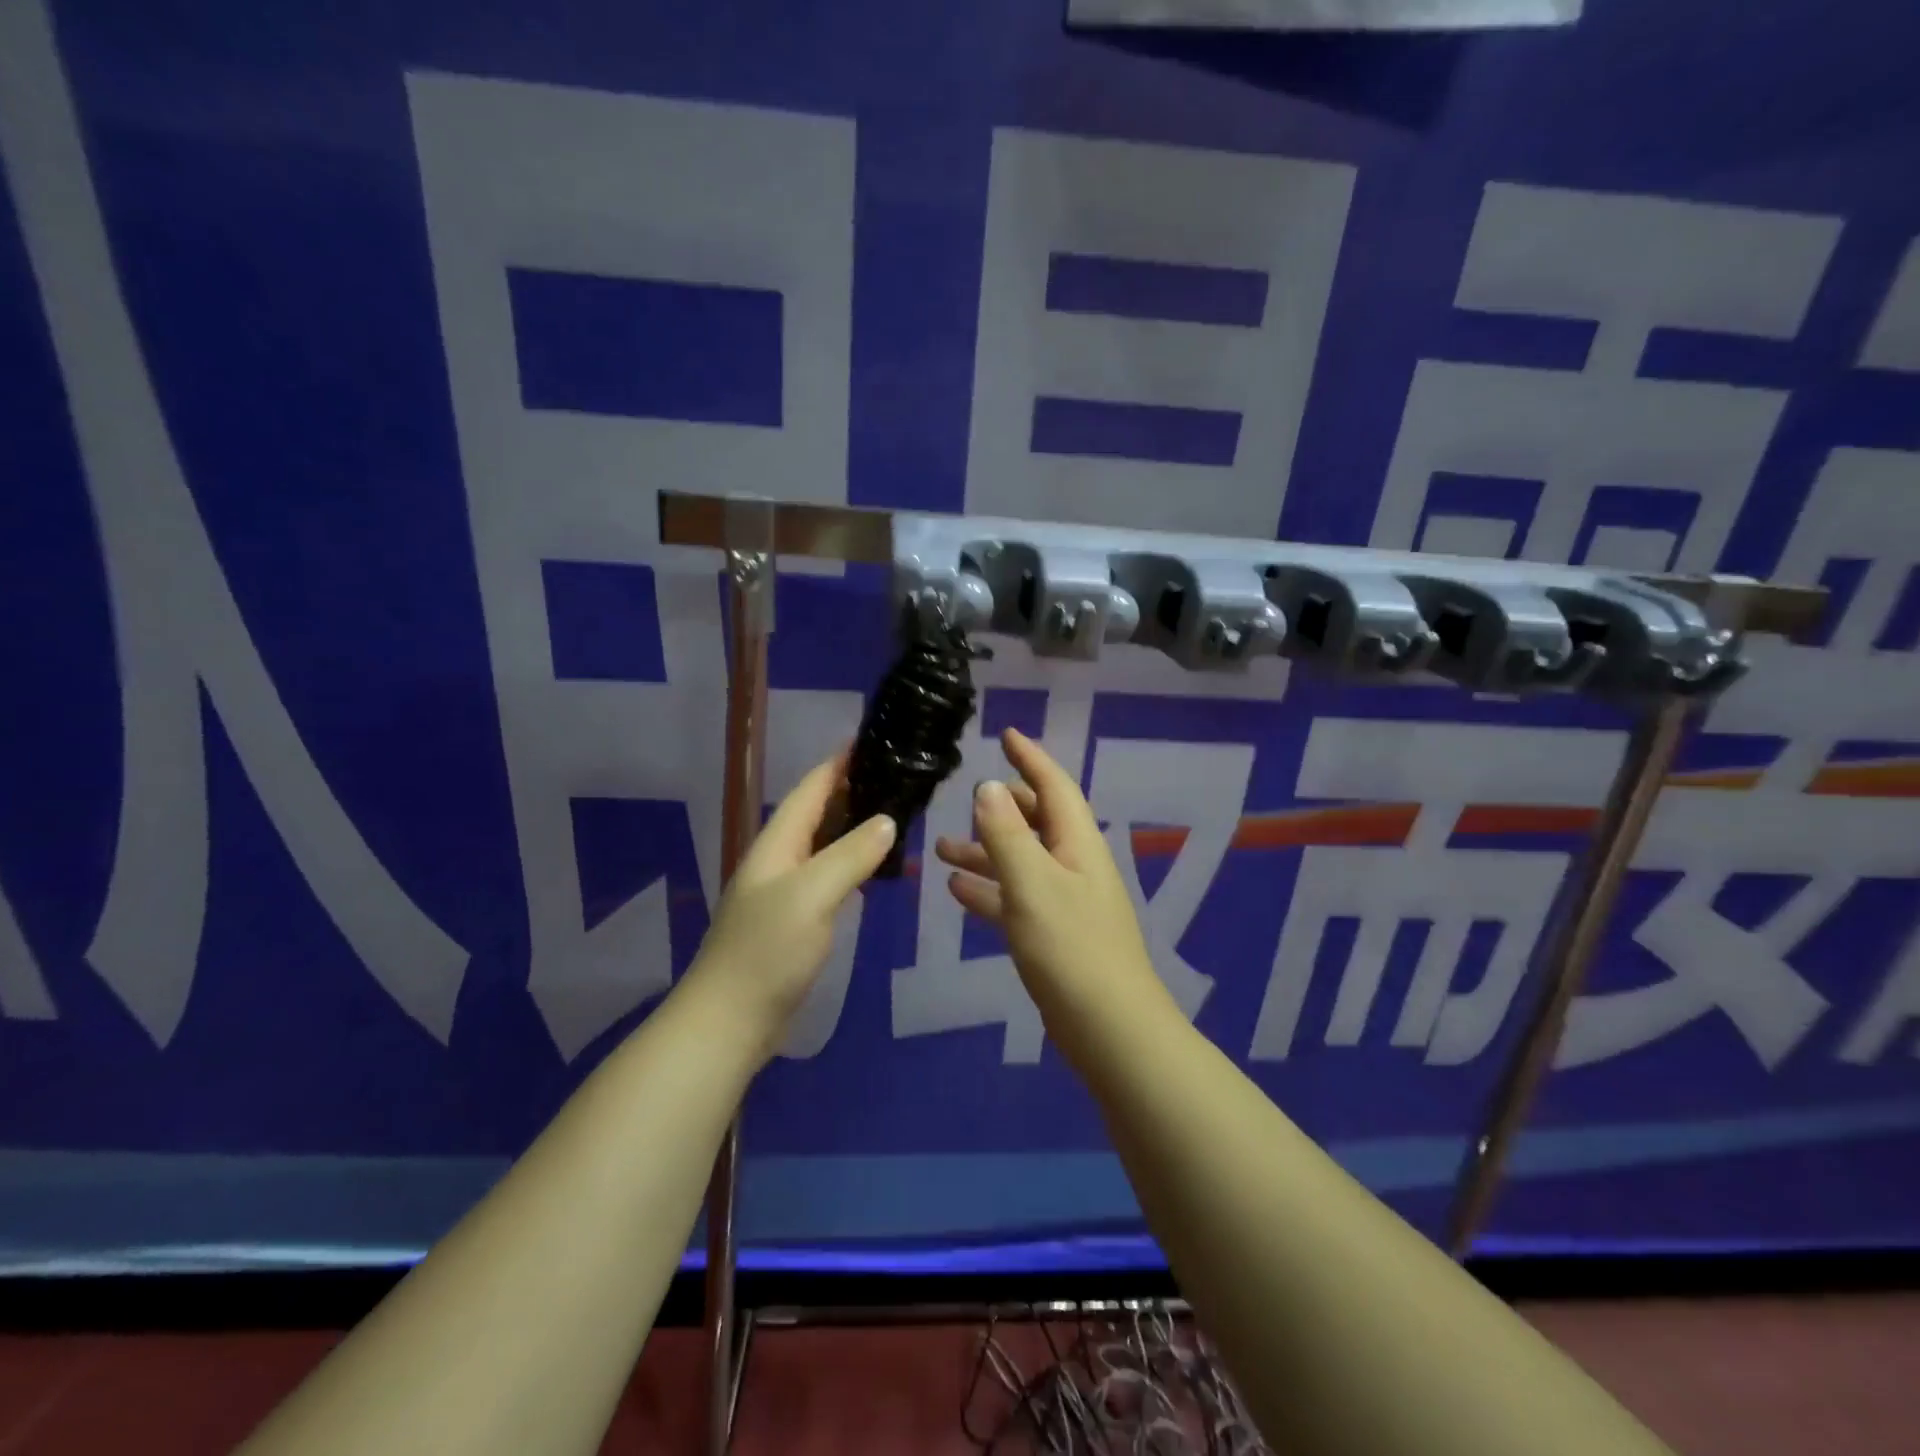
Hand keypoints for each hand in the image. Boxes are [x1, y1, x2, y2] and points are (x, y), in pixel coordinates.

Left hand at [683, 751, 896, 1059]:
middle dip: (852, 789)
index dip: (839, 762)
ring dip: (855, 825)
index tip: (873, 740)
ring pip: (824, 844)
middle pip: (817, 812)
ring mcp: (785, 891)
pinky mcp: (795, 920)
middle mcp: (779, 859)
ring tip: (896, 812)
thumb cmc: (768, 950)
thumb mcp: (812, 895)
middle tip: (898, 776)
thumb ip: (850, 855)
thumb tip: (887, 821)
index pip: (811, 789)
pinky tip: (875, 866)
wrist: (730, 1020)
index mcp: (777, 844)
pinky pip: (829, 876)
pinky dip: (853, 862)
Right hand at [935, 728, 1171, 1038]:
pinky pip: (1016, 898)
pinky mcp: (1053, 934)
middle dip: (1003, 807)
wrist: (1109, 1027)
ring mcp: (1065, 901)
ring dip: (985, 852)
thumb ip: (1006, 834)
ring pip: (1021, 861)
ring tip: (941, 848)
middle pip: (1038, 821)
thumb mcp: (1032, 883)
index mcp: (1077, 843)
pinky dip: (989, 890)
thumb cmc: (1070, 947)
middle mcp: (1074, 864)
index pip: (1054, 786)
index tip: (1006, 734)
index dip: (1031, 757)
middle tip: (968, 797)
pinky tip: (957, 891)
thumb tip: (988, 786)